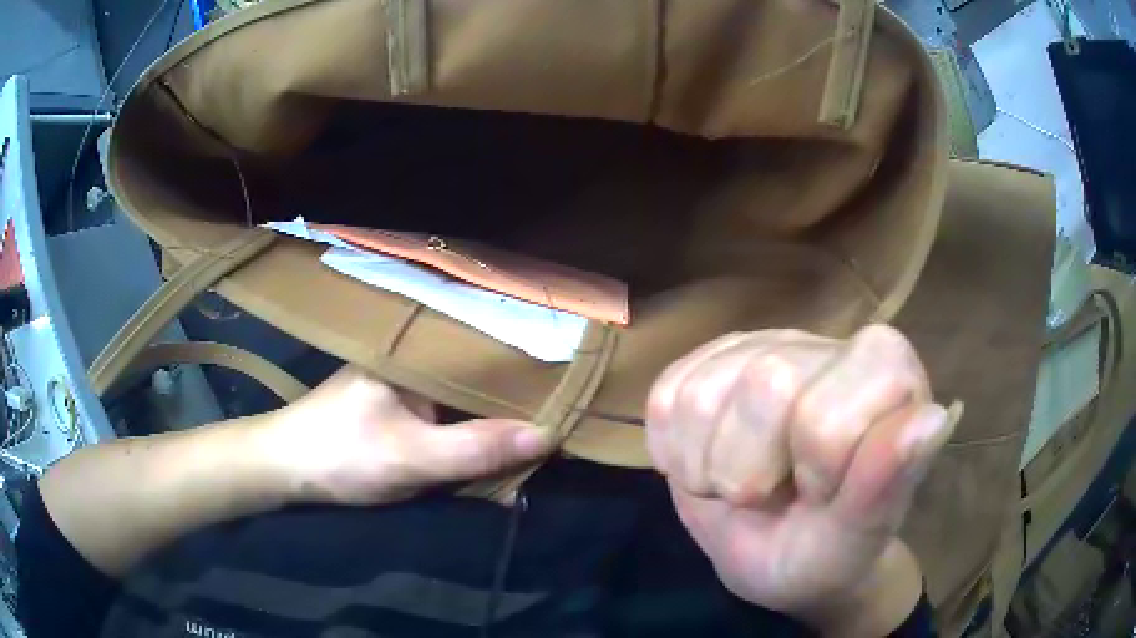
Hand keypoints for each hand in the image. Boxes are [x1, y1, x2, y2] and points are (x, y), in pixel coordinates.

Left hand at [262, 367, 552, 505]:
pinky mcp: (401, 408)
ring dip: (495, 421)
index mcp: (418, 351)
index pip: (488, 352)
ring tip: (543, 428)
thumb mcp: (412, 457)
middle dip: (517, 402)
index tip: (571, 389)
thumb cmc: (342, 454)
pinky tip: (496, 445)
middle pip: (481, 378)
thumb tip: (548, 435)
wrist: (286, 468)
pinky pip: (449, 416)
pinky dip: (471, 433)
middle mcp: (417, 358)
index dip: (530, 371)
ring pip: (466, 400)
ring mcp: (408, 383)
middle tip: (565, 416)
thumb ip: (477, 449)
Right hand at [647, 326, 954, 635]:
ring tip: (738, 487)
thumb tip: (932, 418)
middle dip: (750, 472)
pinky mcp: (709, 360)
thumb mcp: (853, 540)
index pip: (831, 412)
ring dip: (708, 468)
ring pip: (702, 393)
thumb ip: (886, 484)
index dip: (817, 473)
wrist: (774, 554)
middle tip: (768, 497)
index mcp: (887, 372)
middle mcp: (827, 343)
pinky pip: (665, 396)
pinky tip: (708, 465)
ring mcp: (762, 344)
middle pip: (763, 385)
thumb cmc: (826, 552)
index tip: (824, 498)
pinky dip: (674, 453)